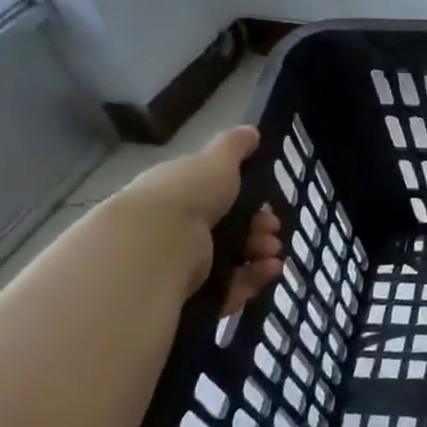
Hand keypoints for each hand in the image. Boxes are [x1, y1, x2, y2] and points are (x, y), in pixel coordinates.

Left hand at [113, 126, 284, 312]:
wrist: (153, 246)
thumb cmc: (187, 196)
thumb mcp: (215, 161)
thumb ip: (234, 147)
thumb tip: (251, 130)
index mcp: (180, 196)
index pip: (219, 200)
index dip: (251, 203)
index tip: (269, 206)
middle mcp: (176, 230)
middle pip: (229, 232)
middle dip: (260, 231)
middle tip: (272, 233)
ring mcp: (180, 265)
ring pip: (231, 262)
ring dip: (260, 257)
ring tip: (272, 257)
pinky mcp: (187, 295)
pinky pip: (226, 291)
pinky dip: (250, 282)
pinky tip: (267, 274)